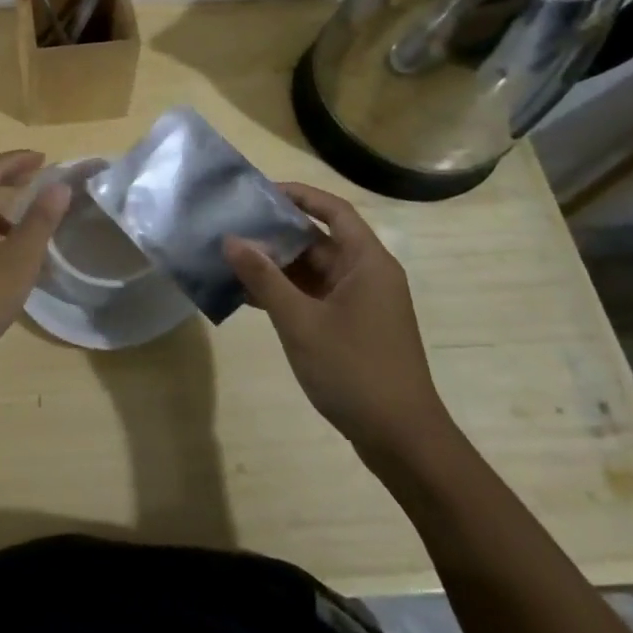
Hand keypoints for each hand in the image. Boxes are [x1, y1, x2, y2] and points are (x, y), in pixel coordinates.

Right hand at [223, 183, 452, 467]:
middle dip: (276, 233)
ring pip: (313, 270)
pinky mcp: (352, 327)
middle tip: (232, 227)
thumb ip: (264, 278)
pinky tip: (248, 298)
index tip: (258, 193)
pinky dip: (285, 293)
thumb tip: (231, 239)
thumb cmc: (354, 370)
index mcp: (367, 262)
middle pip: (319, 239)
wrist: (401, 439)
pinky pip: (314, 296)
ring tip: (230, 260)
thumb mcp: (301, 321)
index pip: (333, 210)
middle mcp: (367, 275)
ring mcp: (361, 303)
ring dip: (276, 266)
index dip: (298, 196)